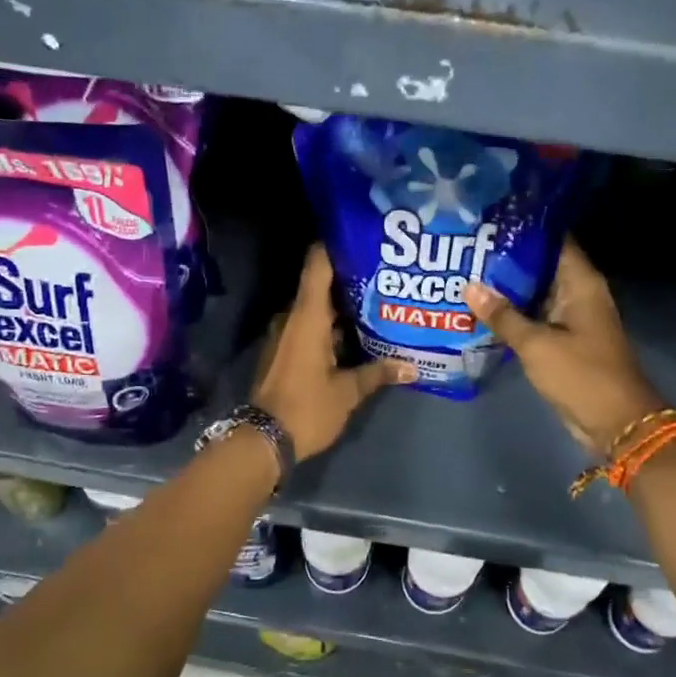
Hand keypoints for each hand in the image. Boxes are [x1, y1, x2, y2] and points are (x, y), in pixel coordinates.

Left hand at [253, 245, 414, 460]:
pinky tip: (357, 333)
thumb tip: (412, 367)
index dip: (335, 245)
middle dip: (351, 279)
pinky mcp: (284, 353)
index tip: (360, 235)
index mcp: (307, 317)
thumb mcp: (348, 392)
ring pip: (317, 310)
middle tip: (385, 273)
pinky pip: (310, 328)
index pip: (318, 265)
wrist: (263, 440)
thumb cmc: (307, 407)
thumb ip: (378, 373)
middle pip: (321, 286)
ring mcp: (285, 335)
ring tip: (379, 301)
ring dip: (342, 306)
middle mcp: (292, 318)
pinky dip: (331, 326)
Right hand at [464, 240, 666, 455]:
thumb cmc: (581, 374)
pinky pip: (536, 316)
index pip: (553, 240)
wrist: (615, 422)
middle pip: (541, 264)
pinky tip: (482, 309)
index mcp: (581, 283)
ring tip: (467, 271)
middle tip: (468, 245)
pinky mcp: (565, 339)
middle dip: (507, 257)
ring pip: (535, 292)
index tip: (490, 219)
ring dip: (508, 287)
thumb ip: (503, 315)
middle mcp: (578, 293)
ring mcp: (572, 317)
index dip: (524, 228)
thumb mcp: (536, 344)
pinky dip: (514, 312)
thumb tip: (470, 287)